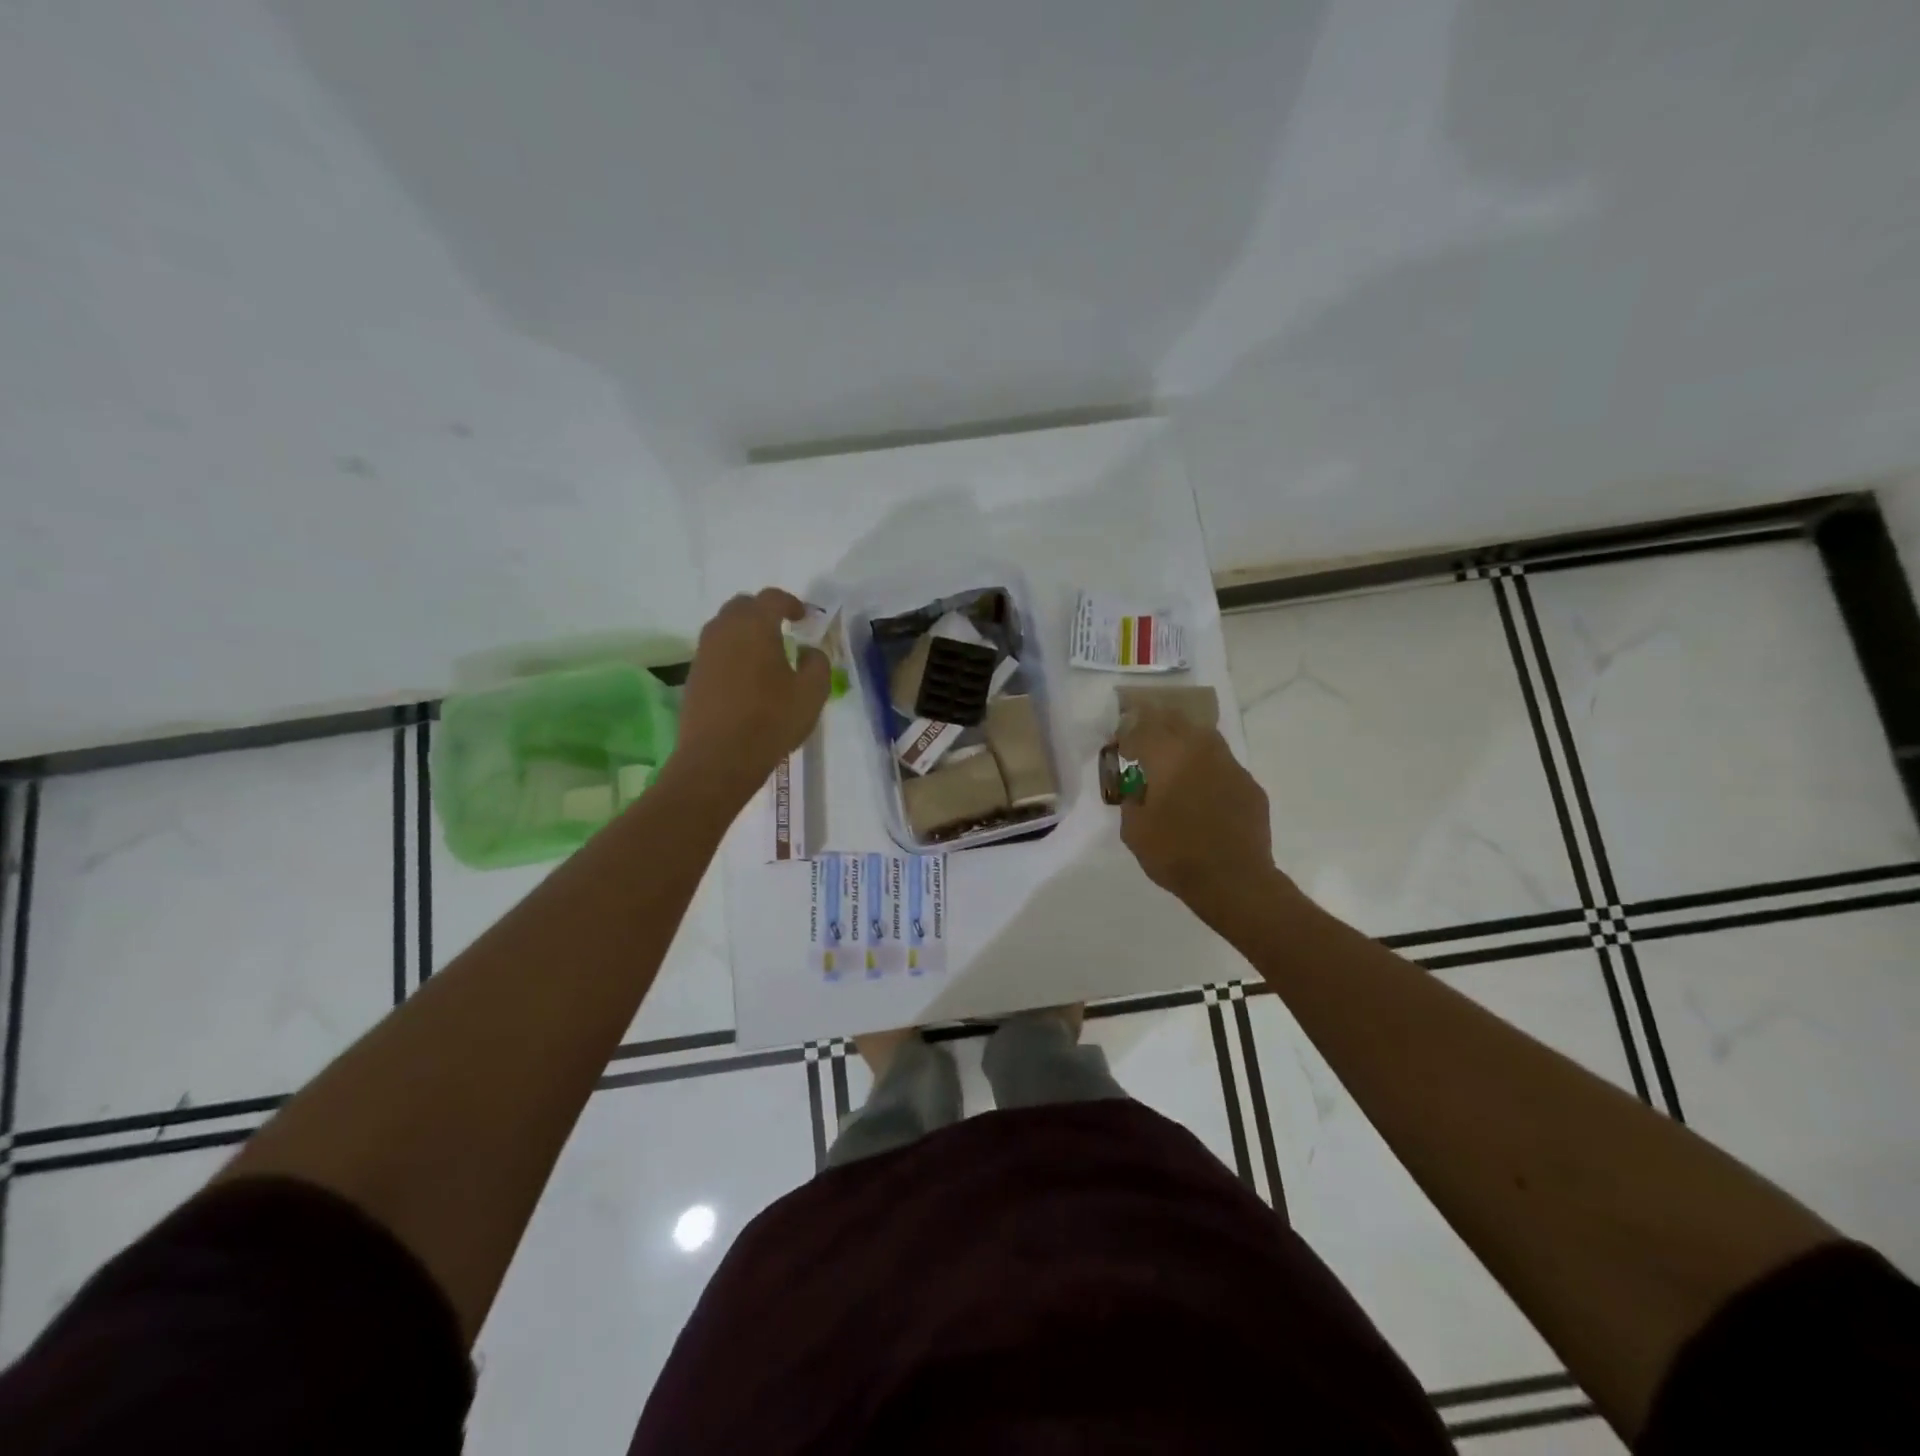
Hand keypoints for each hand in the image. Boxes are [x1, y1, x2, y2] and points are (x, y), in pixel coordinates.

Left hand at [674, 589, 829, 804]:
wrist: (718, 758)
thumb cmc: (771, 721)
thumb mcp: (812, 693)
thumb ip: (818, 663)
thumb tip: (808, 651)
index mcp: (755, 626)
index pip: (772, 598)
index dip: (791, 603)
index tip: (804, 618)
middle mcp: (724, 630)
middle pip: (743, 606)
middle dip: (764, 612)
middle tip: (783, 629)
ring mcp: (704, 653)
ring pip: (724, 627)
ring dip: (745, 632)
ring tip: (765, 653)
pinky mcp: (694, 675)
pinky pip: (715, 651)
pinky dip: (732, 653)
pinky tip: (747, 677)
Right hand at [1117, 704, 1278, 921]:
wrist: (1234, 881)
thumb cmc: (1175, 854)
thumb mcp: (1134, 831)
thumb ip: (1131, 801)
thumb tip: (1138, 789)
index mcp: (1169, 756)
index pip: (1144, 727)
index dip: (1129, 731)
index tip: (1121, 745)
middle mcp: (1202, 751)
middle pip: (1178, 721)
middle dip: (1159, 726)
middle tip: (1146, 742)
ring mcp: (1232, 767)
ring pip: (1207, 739)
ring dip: (1187, 743)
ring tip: (1176, 763)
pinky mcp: (1251, 787)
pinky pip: (1225, 767)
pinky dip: (1209, 771)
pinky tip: (1204, 793)